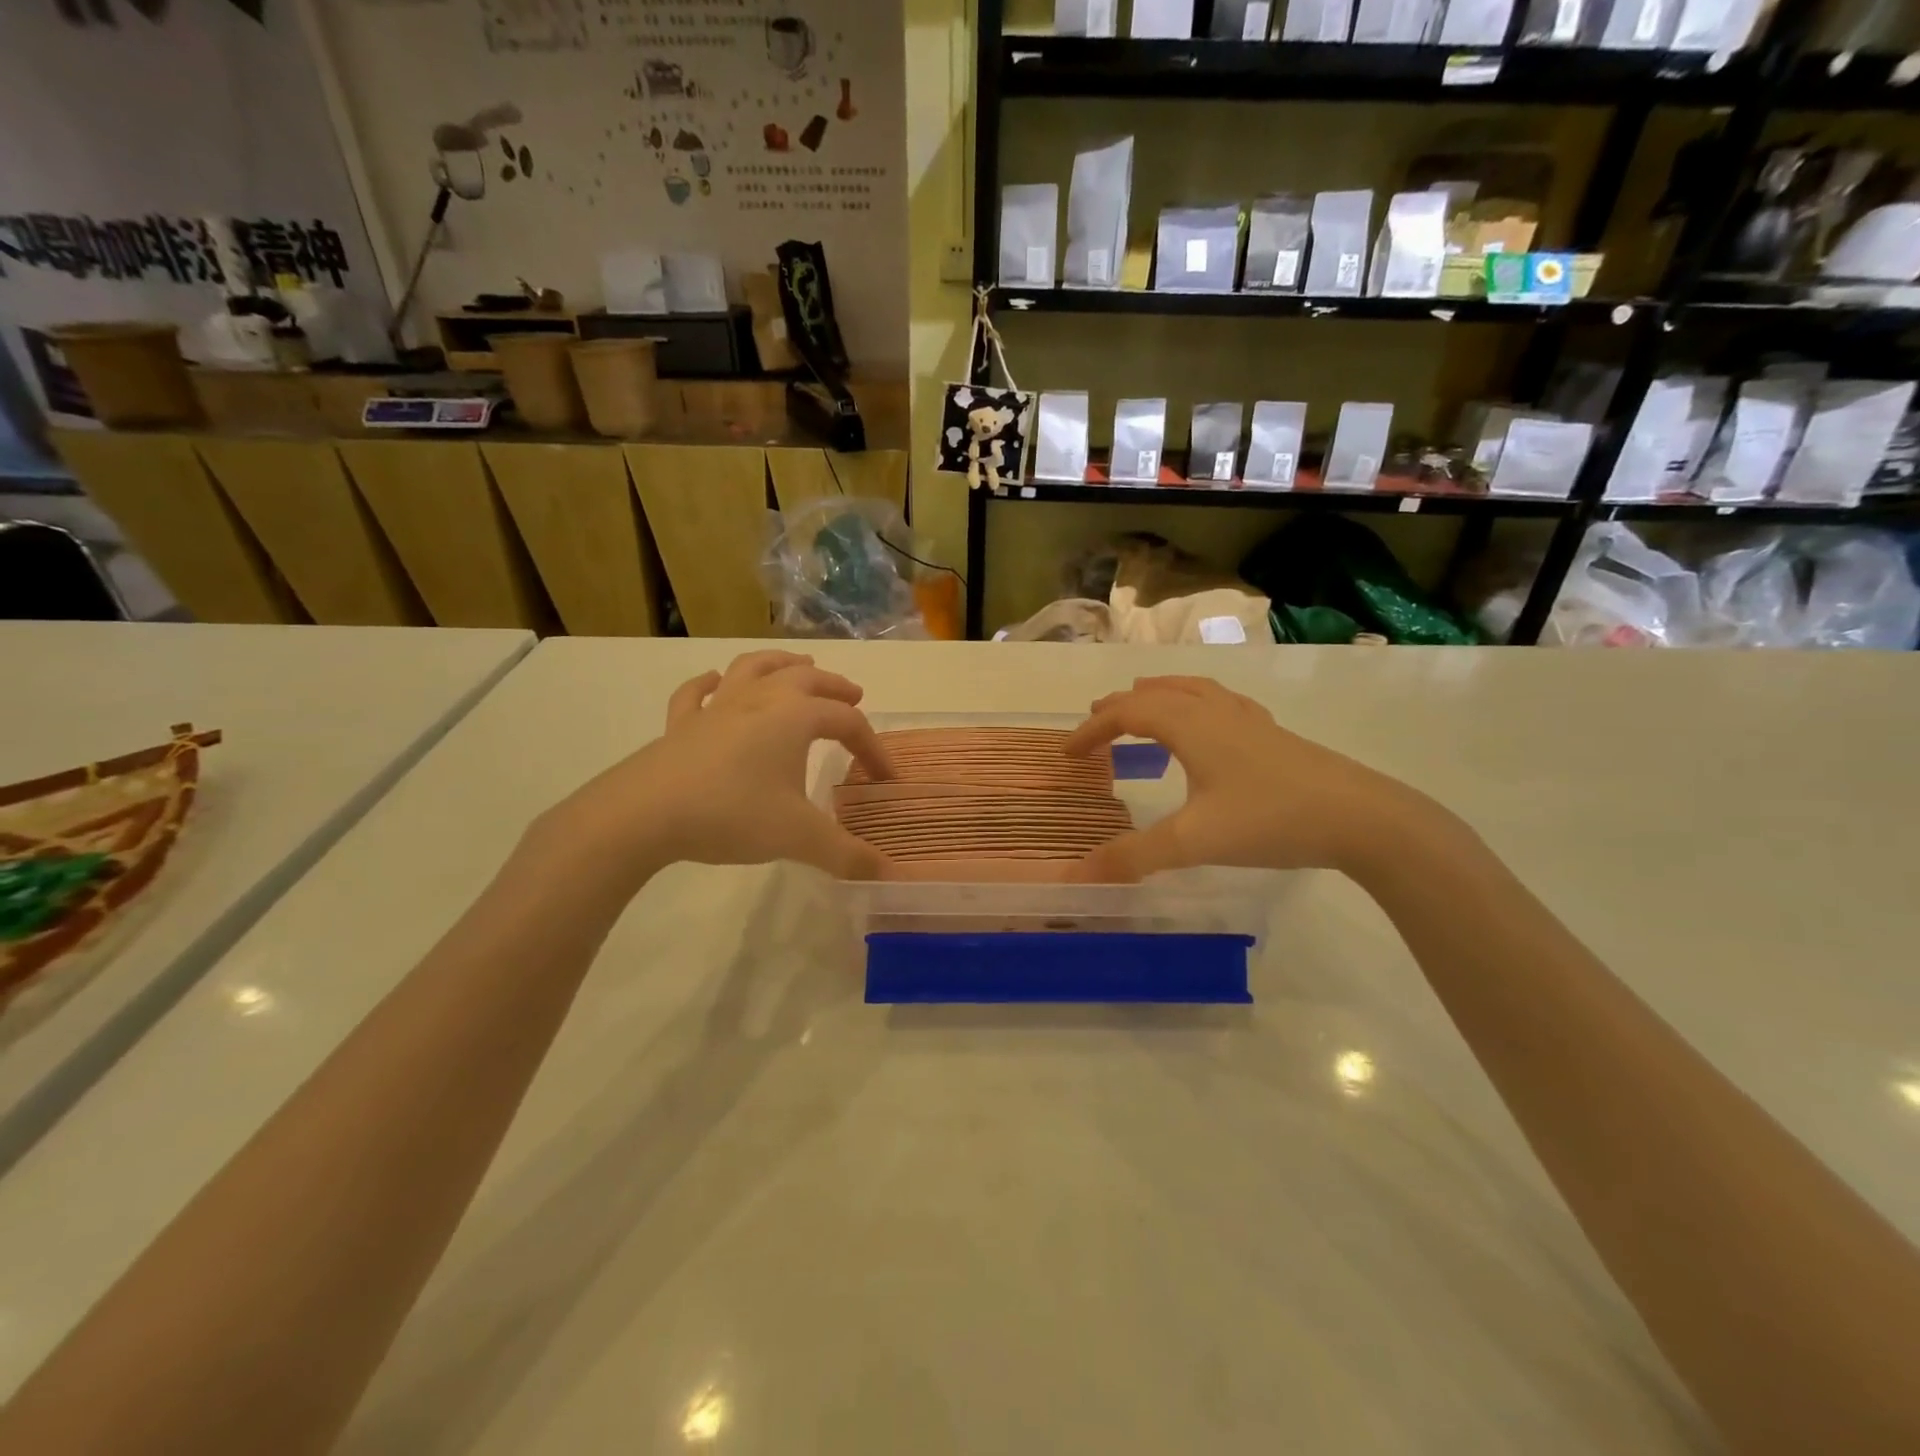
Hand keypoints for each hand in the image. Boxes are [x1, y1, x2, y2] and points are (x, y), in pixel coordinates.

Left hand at [535, 650, 894, 883]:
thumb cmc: (732, 814)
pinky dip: (710, 684)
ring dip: (782, 663)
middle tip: (854, 696)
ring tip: (800, 666)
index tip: (884, 778)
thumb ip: (847, 855)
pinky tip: (714, 683)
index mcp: (794, 717)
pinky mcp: (681, 724)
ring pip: (754, 668)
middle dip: (835, 687)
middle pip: (806, 679)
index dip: (872, 747)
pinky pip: (697, 693)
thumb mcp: (798, 837)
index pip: (847, 722)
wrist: (645, 814)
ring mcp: (716, 707)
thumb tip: (890, 874)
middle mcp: (759, 699)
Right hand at [1064, 676, 1441, 880]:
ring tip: (1144, 703)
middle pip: (1158, 694)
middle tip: (1096, 721)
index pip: (1127, 714)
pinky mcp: (1274, 736)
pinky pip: (1222, 704)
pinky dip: (1197, 704)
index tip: (1068, 753)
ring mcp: (1249, 721)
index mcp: (1190, 726)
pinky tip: (1209, 723)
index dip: (1093, 729)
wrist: (1361, 818)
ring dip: (1160, 695)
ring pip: (1193, 691)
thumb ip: (1134, 857)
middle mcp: (1216, 712)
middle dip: (1121, 707)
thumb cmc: (1270, 820)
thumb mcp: (1194, 842)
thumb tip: (1078, 875)